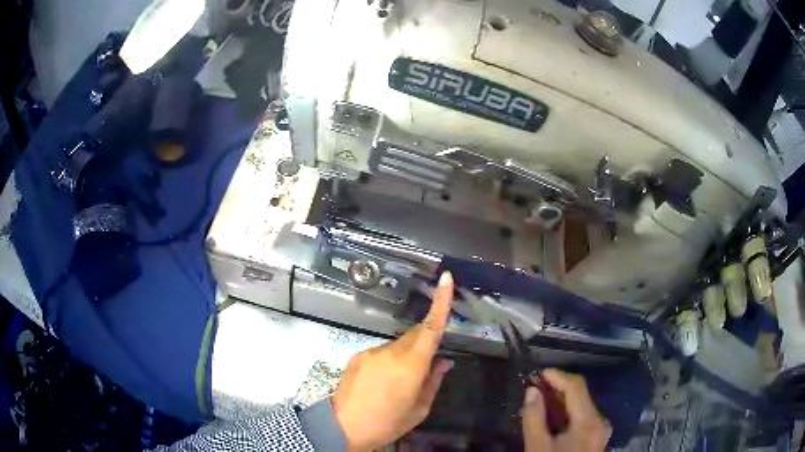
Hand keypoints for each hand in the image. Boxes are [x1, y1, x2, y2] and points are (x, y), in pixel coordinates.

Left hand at [331, 271, 454, 450]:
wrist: (342, 427)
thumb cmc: (387, 423)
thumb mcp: (419, 409)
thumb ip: (433, 381)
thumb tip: (443, 361)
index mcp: (411, 364)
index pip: (431, 327)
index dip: (440, 301)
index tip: (446, 278)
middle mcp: (391, 351)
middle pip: (415, 335)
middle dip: (425, 343)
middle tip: (427, 367)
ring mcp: (371, 351)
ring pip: (398, 345)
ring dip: (405, 356)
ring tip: (399, 384)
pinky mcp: (358, 355)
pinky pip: (381, 352)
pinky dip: (388, 361)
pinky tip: (381, 383)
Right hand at [522, 369, 611, 451]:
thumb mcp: (538, 447)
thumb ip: (534, 418)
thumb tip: (531, 391)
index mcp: (589, 421)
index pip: (576, 386)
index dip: (557, 376)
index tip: (537, 373)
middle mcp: (600, 421)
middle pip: (581, 394)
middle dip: (558, 387)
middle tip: (535, 386)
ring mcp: (600, 429)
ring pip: (582, 405)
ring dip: (562, 399)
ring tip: (540, 398)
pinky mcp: (596, 437)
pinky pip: (583, 416)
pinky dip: (568, 411)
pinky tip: (552, 415)